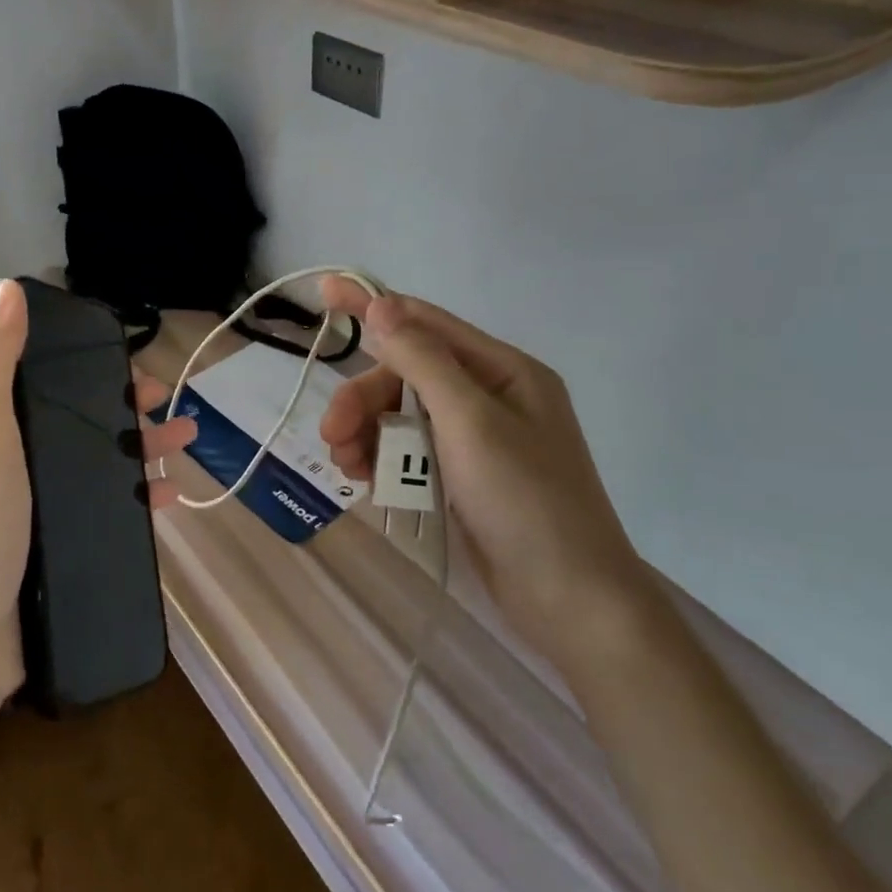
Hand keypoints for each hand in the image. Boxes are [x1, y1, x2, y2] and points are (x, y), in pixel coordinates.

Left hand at [0, 280, 196, 698]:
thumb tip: (7, 288)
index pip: (51, 384)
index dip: (93, 369)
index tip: (133, 368)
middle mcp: (20, 465)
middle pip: (85, 424)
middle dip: (132, 412)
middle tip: (173, 412)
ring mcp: (44, 510)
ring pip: (105, 465)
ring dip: (146, 450)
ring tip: (186, 447)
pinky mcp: (66, 548)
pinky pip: (112, 511)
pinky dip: (142, 499)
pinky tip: (171, 499)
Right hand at [317, 279, 645, 653]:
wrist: (567, 600)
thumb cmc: (524, 500)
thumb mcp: (470, 421)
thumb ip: (422, 360)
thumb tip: (380, 305)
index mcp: (504, 371)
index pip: (426, 323)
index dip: (373, 306)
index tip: (324, 291)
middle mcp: (490, 397)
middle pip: (407, 377)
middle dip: (364, 400)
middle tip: (332, 435)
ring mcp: (476, 441)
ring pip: (402, 417)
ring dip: (368, 433)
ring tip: (346, 466)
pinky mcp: (463, 479)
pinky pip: (410, 452)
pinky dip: (384, 460)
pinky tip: (366, 480)